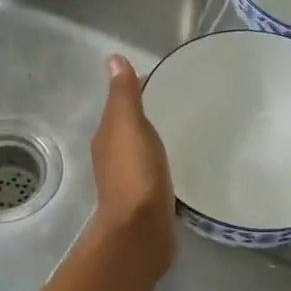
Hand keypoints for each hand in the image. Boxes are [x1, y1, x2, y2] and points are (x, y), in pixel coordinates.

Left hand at [89, 55, 175, 275]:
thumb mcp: (129, 126)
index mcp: (107, 137)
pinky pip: (154, 172)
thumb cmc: (135, 174)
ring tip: (183, 129)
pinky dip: (163, 162)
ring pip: (141, 151)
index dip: (137, 90)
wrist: (140, 231)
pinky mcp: (146, 202)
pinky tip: (180, 162)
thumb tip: (113, 59)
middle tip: (179, 102)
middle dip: (148, 114)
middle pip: (129, 128)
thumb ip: (124, 95)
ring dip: (155, 139)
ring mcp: (129, 182)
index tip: (164, 79)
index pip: (121, 105)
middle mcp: (112, 158)